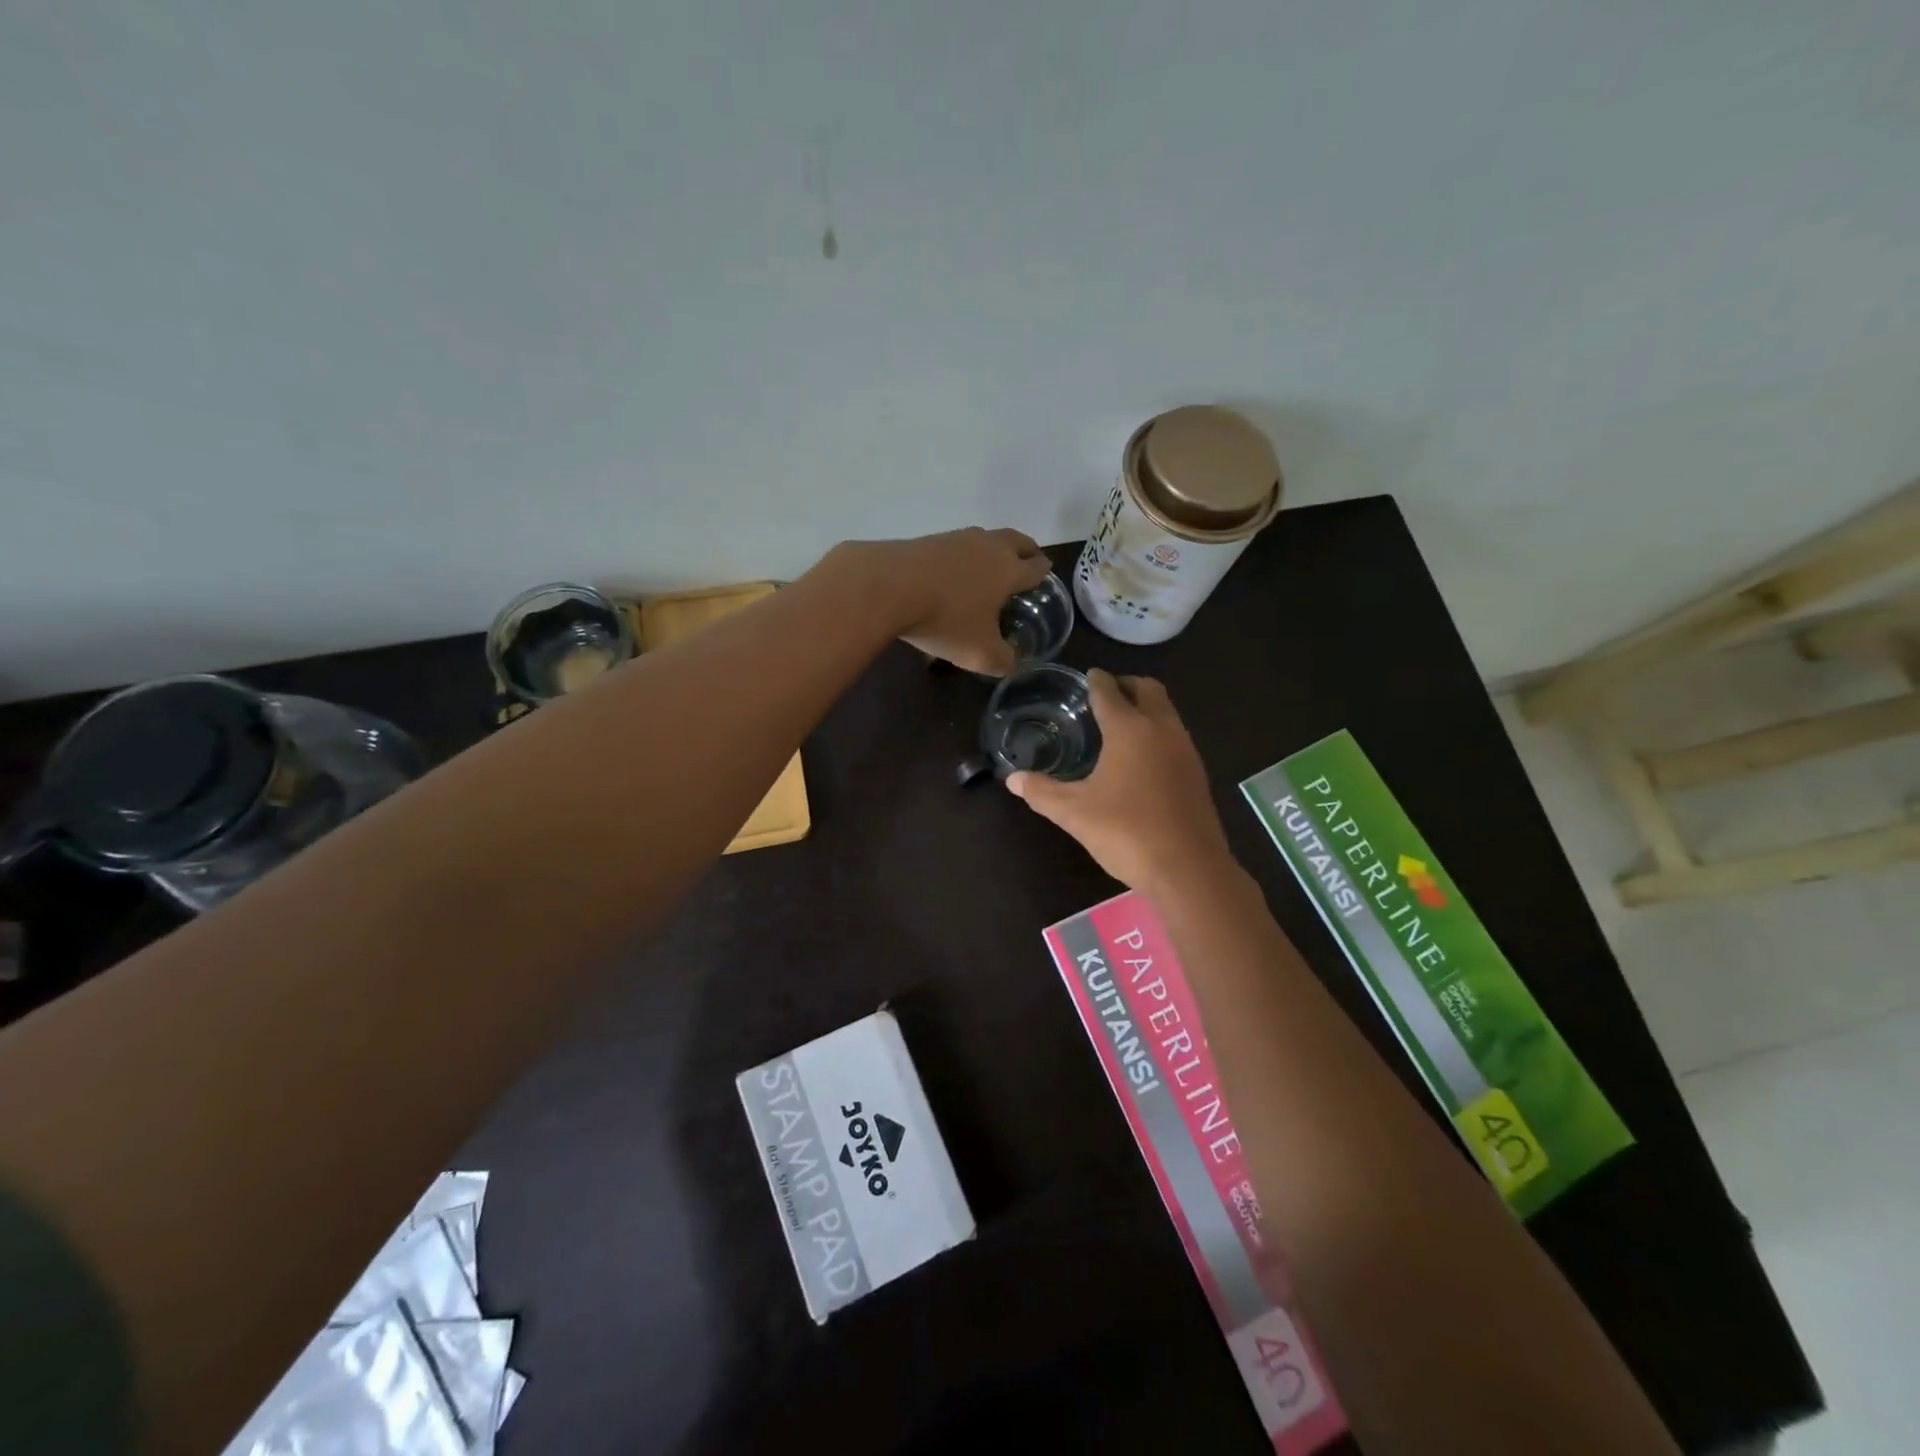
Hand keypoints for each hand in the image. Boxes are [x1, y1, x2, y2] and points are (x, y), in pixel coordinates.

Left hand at [846, 527, 1052, 675]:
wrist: (888, 587)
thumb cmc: (945, 620)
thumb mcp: (979, 653)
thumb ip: (1002, 660)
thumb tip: (1010, 661)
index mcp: (1008, 570)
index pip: (1036, 567)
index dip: (1042, 572)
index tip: (1044, 575)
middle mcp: (988, 547)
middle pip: (1016, 540)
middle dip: (1026, 550)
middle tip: (1027, 559)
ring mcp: (956, 538)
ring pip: (985, 538)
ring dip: (993, 548)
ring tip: (989, 564)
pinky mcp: (927, 540)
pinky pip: (955, 544)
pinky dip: (962, 555)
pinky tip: (952, 569)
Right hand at [1006, 669, 1235, 893]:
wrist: (1188, 869)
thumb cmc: (1126, 832)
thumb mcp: (1074, 813)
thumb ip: (1041, 792)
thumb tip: (1013, 779)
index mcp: (1129, 729)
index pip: (1109, 691)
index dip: (1095, 681)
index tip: (1087, 676)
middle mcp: (1161, 729)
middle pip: (1148, 689)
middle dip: (1126, 685)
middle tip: (1104, 695)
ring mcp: (1185, 750)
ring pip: (1166, 711)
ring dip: (1145, 707)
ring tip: (1120, 724)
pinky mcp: (1197, 773)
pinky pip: (1175, 735)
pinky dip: (1157, 730)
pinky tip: (1141, 758)